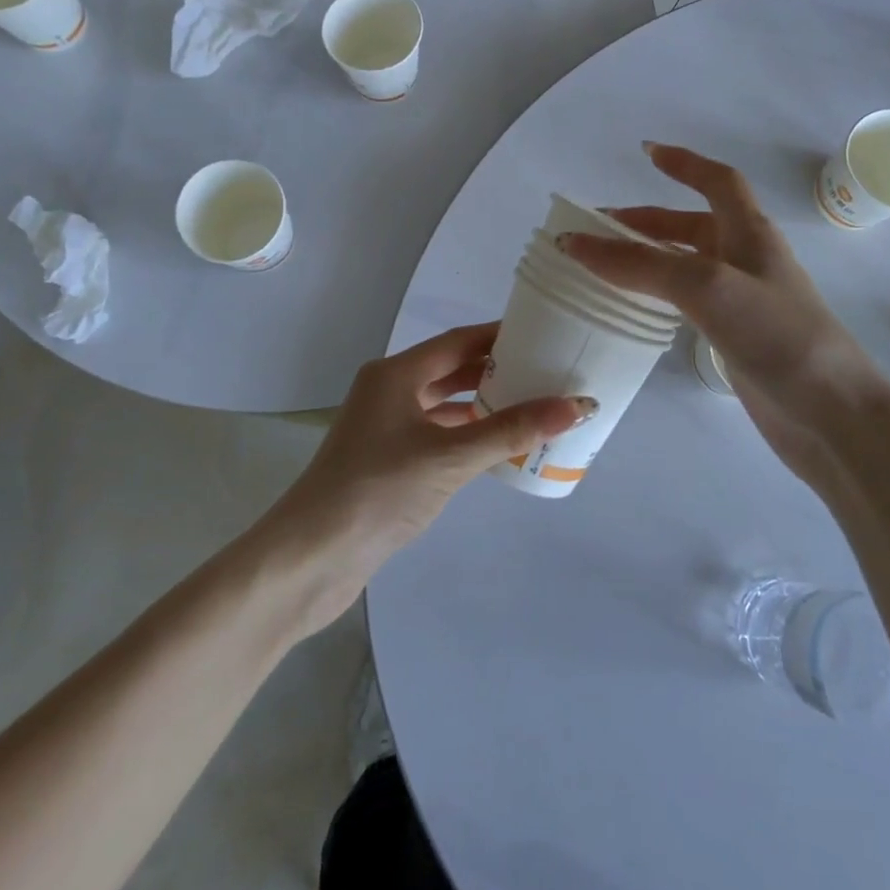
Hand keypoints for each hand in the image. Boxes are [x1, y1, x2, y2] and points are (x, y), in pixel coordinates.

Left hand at [266, 323, 591, 622]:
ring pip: (443, 404)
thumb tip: (577, 407)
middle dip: (496, 369)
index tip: (543, 331)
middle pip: (451, 369)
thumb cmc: (378, 491)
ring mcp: (385, 427)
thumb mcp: (451, 457)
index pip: (458, 341)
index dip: (499, 335)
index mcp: (395, 375)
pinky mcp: (387, 461)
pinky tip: (497, 445)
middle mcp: (388, 392)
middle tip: (546, 369)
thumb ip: (512, 430)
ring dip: (482, 404)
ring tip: (532, 403)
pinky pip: (437, 434)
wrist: (312, 558)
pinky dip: (466, 434)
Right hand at [562, 143, 889, 490]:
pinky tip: (639, 308)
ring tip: (605, 267)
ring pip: (688, 264)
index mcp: (750, 233)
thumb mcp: (705, 286)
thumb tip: (574, 243)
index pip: (718, 182)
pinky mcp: (736, 337)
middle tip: (599, 229)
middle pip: (694, 225)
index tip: (646, 152)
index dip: (684, 164)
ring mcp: (743, 301)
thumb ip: (640, 264)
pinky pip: (690, 302)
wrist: (829, 412)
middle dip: (648, 221)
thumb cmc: (776, 334)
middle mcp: (747, 260)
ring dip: (649, 258)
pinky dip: (661, 295)